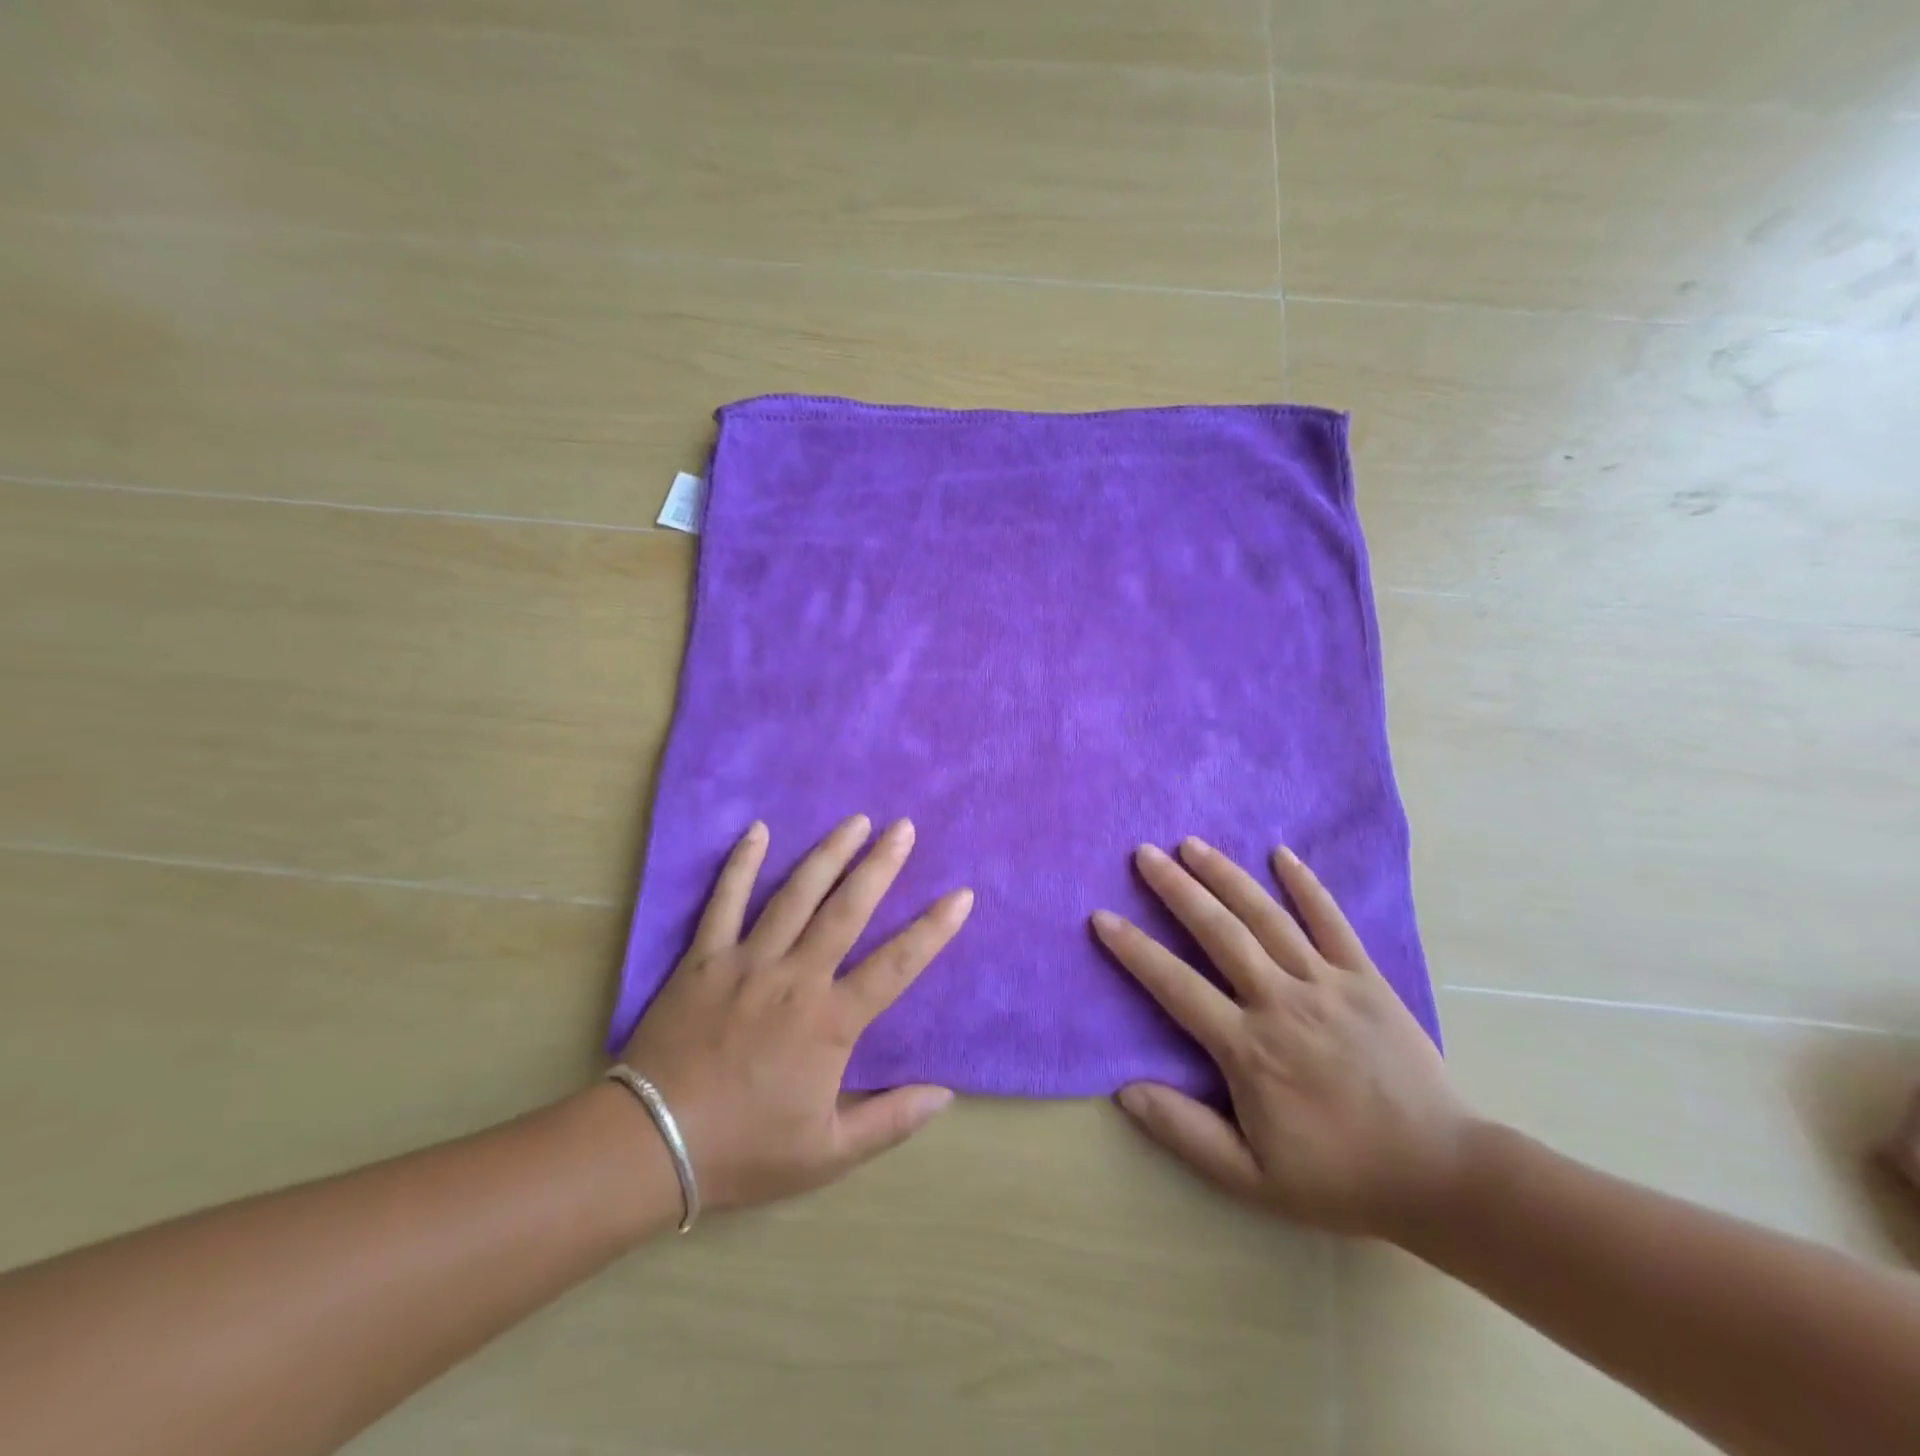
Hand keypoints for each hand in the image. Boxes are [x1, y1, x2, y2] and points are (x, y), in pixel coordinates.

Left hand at [619, 815, 972, 1211]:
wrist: (650, 1144)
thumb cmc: (745, 1148)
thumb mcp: (827, 1154)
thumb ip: (890, 1120)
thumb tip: (945, 1093)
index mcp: (829, 1022)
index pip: (896, 965)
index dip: (933, 930)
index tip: (961, 895)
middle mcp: (795, 978)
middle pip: (846, 910)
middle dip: (880, 865)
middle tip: (903, 827)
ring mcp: (747, 961)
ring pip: (795, 895)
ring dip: (828, 854)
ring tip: (854, 821)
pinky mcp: (704, 957)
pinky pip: (725, 901)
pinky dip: (741, 864)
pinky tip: (758, 830)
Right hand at [1092, 839, 1475, 1238]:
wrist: (1442, 1176)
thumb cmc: (1339, 1177)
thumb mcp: (1252, 1178)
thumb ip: (1185, 1132)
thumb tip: (1124, 1090)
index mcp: (1248, 1048)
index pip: (1176, 985)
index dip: (1135, 950)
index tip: (1103, 917)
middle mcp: (1281, 1002)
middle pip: (1219, 933)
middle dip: (1177, 889)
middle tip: (1144, 853)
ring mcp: (1327, 984)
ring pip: (1267, 917)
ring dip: (1226, 875)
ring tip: (1192, 844)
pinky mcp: (1366, 978)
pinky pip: (1332, 921)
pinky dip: (1306, 885)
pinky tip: (1281, 853)